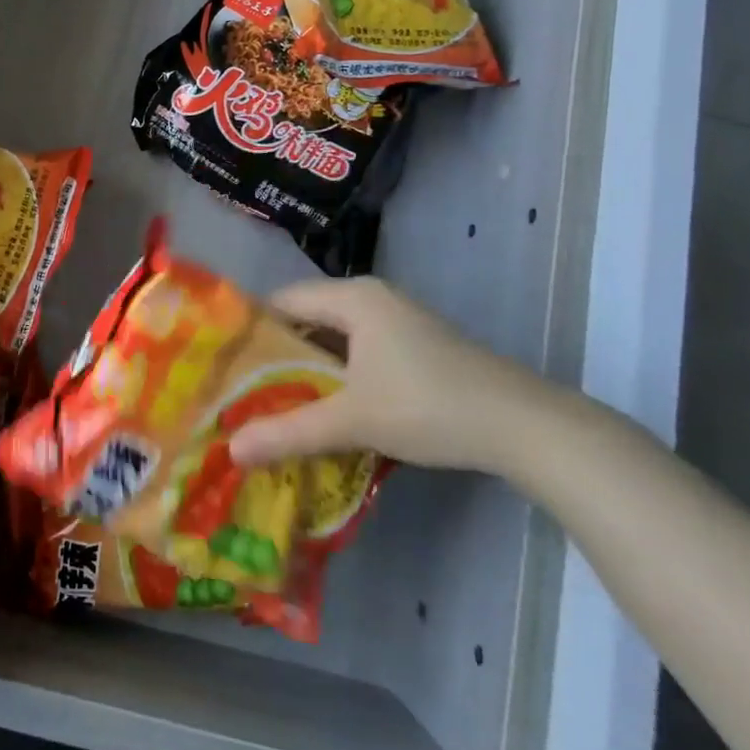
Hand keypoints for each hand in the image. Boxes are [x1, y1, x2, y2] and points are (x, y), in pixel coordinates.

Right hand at [228, 276, 559, 475]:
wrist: (524, 425)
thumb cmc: (428, 406)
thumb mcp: (352, 420)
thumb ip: (289, 432)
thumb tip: (230, 450)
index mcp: (353, 298)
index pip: (282, 301)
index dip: (252, 330)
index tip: (226, 365)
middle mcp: (372, 298)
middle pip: (308, 318)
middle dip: (278, 355)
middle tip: (245, 390)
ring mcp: (399, 321)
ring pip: (336, 338)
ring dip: (310, 369)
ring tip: (278, 403)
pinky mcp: (417, 346)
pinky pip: (360, 351)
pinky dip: (340, 375)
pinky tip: (330, 408)